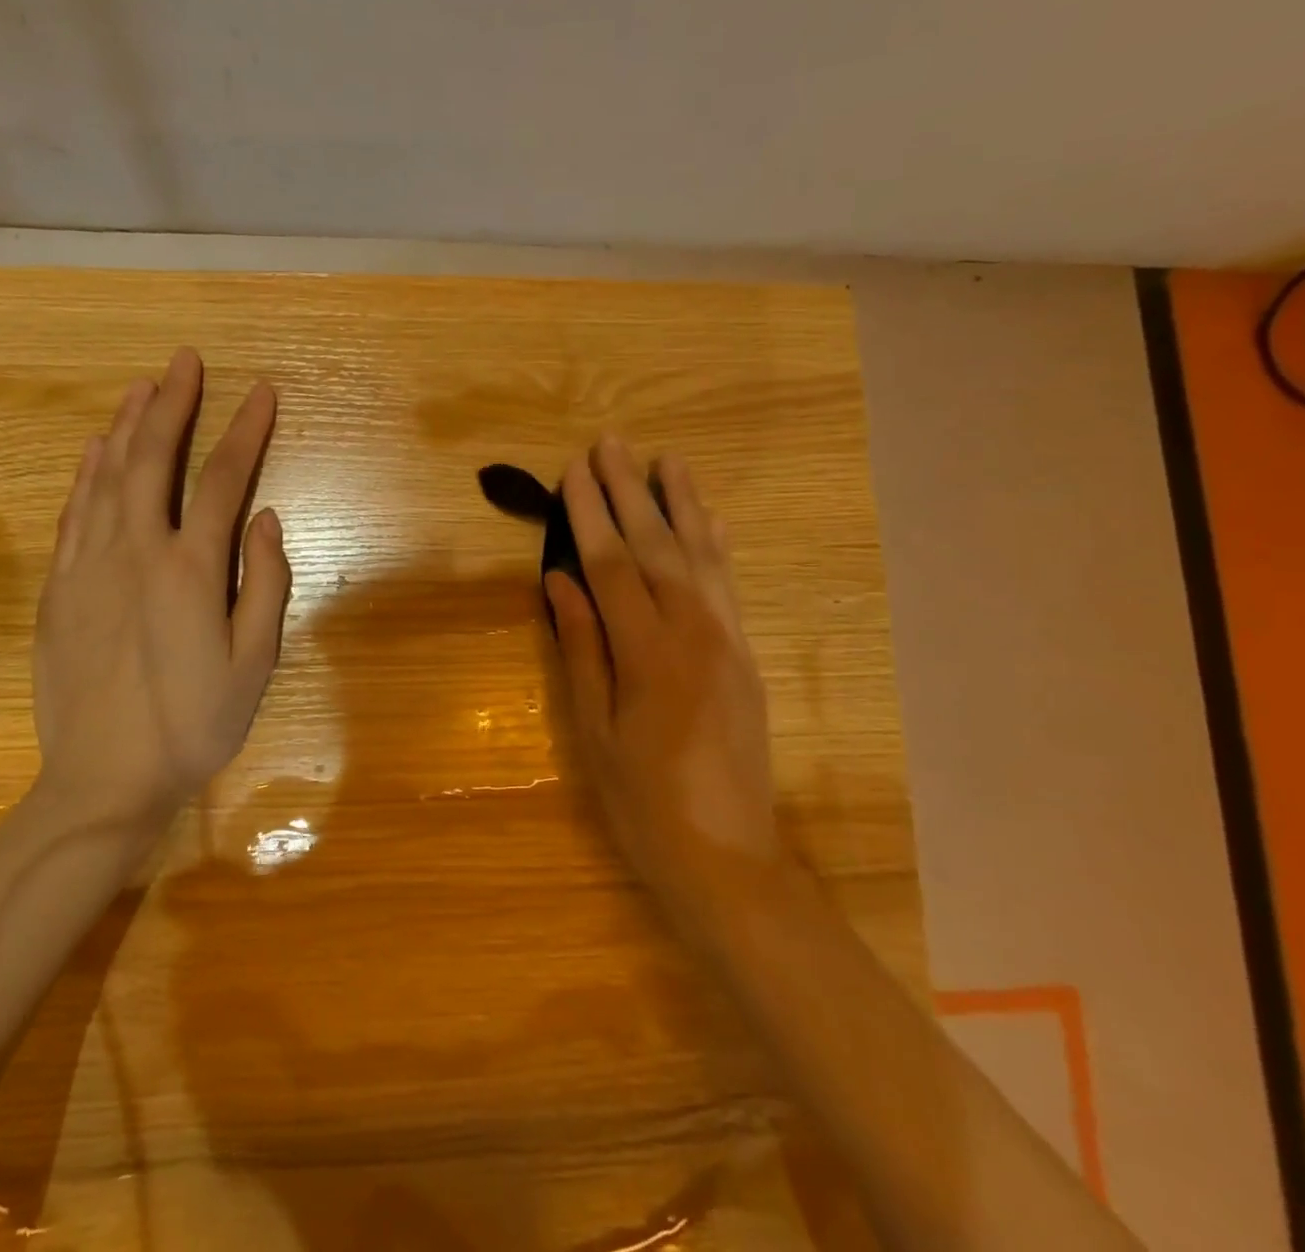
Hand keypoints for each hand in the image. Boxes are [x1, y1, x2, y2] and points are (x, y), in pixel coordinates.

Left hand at [32, 348, 290, 829]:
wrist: (104, 778)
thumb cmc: (193, 725)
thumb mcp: (254, 664)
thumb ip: (265, 585)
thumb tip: (267, 519)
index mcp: (190, 569)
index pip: (222, 479)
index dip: (245, 429)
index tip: (261, 390)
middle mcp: (135, 552)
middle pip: (153, 458)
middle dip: (173, 404)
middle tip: (184, 360)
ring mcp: (89, 566)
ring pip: (106, 476)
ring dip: (126, 425)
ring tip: (140, 386)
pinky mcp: (59, 588)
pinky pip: (73, 513)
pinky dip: (86, 474)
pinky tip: (94, 451)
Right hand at [546, 436, 778, 919]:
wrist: (729, 860)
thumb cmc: (643, 804)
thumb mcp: (594, 732)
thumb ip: (581, 648)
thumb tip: (558, 580)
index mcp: (650, 655)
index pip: (613, 565)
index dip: (589, 515)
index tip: (573, 471)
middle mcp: (696, 634)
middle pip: (658, 547)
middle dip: (630, 492)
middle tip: (611, 443)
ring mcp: (729, 642)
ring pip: (702, 556)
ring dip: (682, 504)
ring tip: (666, 459)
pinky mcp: (746, 656)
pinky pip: (728, 585)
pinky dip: (717, 544)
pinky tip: (711, 518)